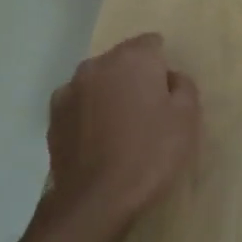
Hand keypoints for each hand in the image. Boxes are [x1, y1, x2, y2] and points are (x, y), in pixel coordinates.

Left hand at [40, 33, 200, 237]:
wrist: (97, 198)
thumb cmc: (150, 153)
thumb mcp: (187, 118)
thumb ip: (183, 85)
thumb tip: (170, 78)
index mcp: (133, 58)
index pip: (152, 43)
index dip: (163, 65)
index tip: (168, 92)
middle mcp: (97, 64)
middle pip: (123, 60)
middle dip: (136, 77)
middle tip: (149, 111)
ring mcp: (70, 89)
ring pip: (99, 81)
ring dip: (110, 94)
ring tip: (121, 128)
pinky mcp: (54, 116)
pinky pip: (80, 104)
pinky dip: (90, 113)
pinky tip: (99, 139)